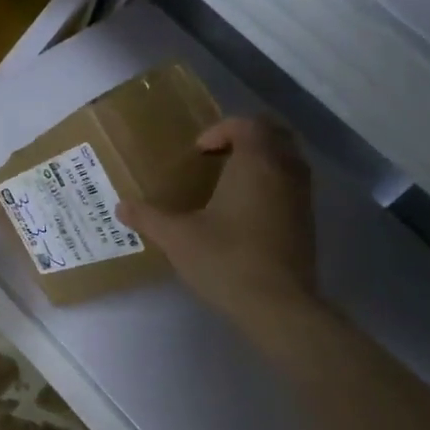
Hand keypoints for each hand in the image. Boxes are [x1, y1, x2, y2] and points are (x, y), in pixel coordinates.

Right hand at [117, 117, 315, 323]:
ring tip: (229, 182)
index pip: (247, 124)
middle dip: (246, 138)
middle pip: (274, 134)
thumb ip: (149, 217)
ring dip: (261, 160)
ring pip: (288, 159)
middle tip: (216, 156)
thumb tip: (121, 206)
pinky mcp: (307, 222)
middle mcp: (285, 171)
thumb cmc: (226, 260)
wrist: (278, 305)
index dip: (221, 130)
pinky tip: (245, 212)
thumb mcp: (178, 238)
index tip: (198, 153)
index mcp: (256, 163)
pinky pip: (292, 185)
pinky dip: (272, 184)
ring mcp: (302, 197)